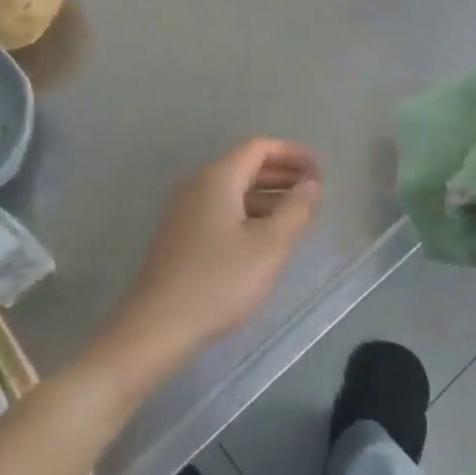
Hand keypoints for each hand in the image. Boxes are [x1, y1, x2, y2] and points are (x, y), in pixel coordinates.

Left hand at [105, 138, 321, 373]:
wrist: (156, 327)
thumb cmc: (218, 281)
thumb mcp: (268, 246)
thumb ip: (295, 210)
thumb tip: (310, 185)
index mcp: (217, 178)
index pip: (258, 147)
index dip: (292, 153)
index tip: (319, 170)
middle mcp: (198, 186)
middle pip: (245, 166)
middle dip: (282, 174)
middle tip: (314, 191)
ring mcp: (185, 212)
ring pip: (233, 191)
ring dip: (267, 196)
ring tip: (297, 216)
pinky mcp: (181, 237)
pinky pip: (221, 211)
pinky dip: (249, 213)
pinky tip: (265, 238)